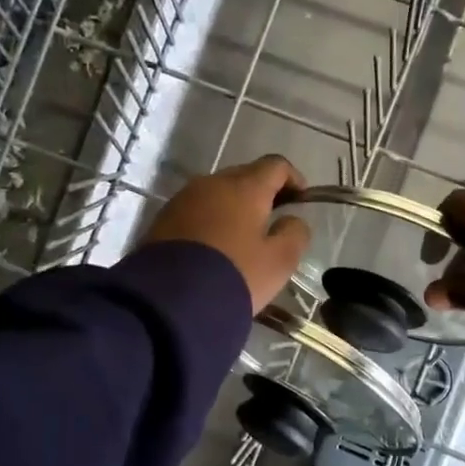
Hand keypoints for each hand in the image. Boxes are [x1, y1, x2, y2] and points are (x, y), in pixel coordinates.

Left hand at [140, 156, 311, 313]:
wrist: (171, 300)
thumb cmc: (235, 276)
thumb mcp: (279, 262)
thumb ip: (295, 234)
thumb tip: (292, 220)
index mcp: (245, 187)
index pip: (275, 165)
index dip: (293, 178)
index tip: (302, 199)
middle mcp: (212, 183)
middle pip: (244, 175)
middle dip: (262, 191)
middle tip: (273, 218)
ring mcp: (183, 199)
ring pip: (217, 193)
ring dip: (234, 206)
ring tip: (243, 235)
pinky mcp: (162, 219)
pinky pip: (196, 210)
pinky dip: (211, 220)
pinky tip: (215, 245)